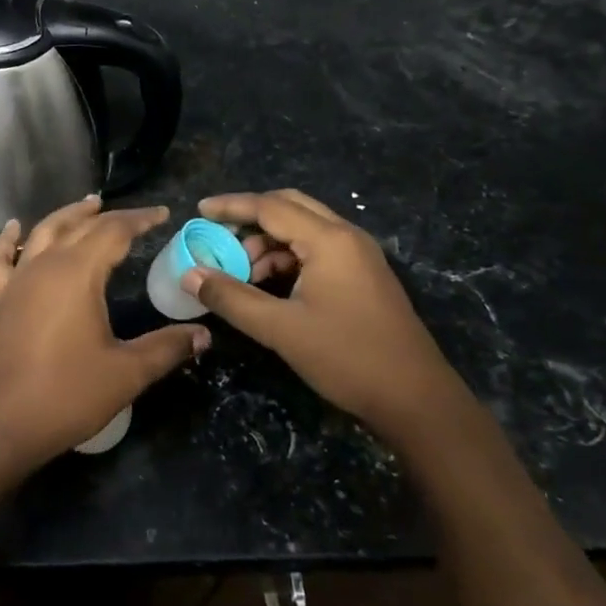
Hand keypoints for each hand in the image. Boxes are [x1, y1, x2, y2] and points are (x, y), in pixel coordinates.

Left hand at [0, 195, 208, 478]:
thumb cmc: (66, 394)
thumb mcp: (126, 373)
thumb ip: (166, 348)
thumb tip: (203, 334)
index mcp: (78, 272)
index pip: (114, 231)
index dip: (140, 219)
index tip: (163, 214)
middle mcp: (45, 265)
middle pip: (79, 227)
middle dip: (109, 216)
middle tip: (135, 215)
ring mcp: (18, 281)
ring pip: (42, 233)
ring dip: (66, 216)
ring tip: (86, 206)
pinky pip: (2, 259)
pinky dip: (8, 240)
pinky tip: (14, 228)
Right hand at [182, 189, 458, 435]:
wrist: (417, 399)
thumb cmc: (347, 357)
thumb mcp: (281, 329)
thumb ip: (232, 298)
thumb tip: (189, 275)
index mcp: (329, 240)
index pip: (270, 207)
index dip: (231, 206)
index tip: (198, 211)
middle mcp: (346, 236)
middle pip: (289, 206)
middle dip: (250, 217)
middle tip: (218, 235)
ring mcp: (359, 256)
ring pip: (303, 228)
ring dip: (268, 241)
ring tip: (241, 271)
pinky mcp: (363, 276)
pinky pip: (317, 249)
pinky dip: (287, 257)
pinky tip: (269, 284)